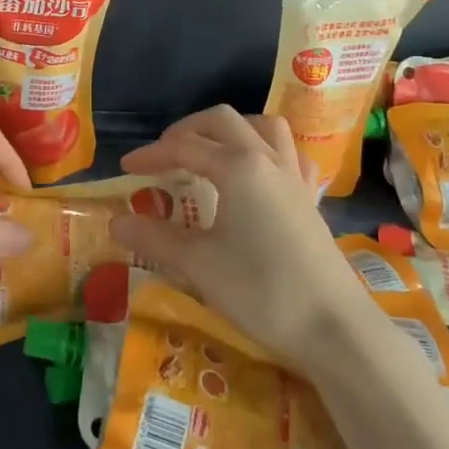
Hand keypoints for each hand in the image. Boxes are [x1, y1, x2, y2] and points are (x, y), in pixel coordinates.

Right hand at [109, 106, 370, 365]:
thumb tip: (115, 221)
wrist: (333, 327)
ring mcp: (293, 177)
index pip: (184, 148)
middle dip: (187, 131)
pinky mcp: (309, 198)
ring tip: (208, 153)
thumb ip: (154, 238)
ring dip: (230, 130)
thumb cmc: (261, 291)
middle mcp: (267, 160)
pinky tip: (256, 174)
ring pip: (262, 127)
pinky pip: (289, 154)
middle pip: (222, 122)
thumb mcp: (198, 265)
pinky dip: (266, 150)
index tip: (125, 170)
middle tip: (163, 156)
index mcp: (238, 167)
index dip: (151, 155)